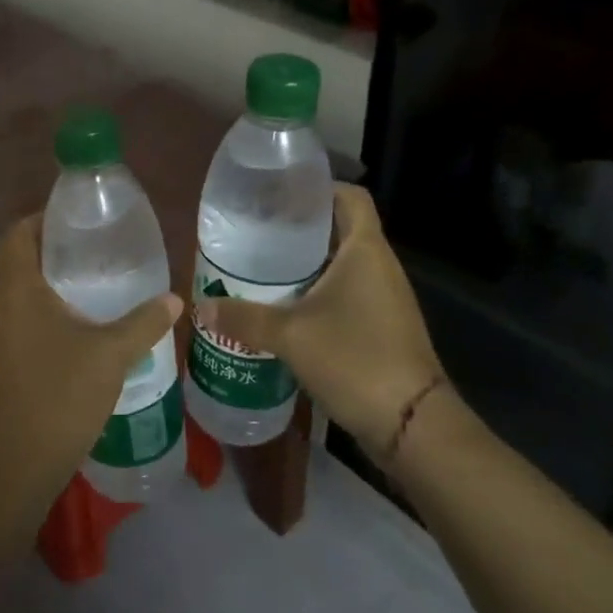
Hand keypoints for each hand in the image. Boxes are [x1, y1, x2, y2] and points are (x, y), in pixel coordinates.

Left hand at [0, 214, 180, 519]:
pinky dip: (38, 305)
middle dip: (49, 247)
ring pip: (12, 286)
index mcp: (15, 286)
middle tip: (91, 250)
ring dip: (43, 277)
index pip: (18, 232)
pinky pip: (13, 312)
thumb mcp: (110, 355)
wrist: (14, 465)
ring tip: (89, 280)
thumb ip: (143, 322)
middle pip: (14, 256)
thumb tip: (174, 299)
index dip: (45, 219)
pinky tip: (74, 322)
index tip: (82, 222)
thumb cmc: (59, 396)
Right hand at [195, 184, 446, 471]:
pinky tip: (284, 308)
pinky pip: (346, 294)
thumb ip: (244, 318)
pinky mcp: (382, 327)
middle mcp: (380, 266)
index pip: (349, 196)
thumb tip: (201, 308)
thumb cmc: (355, 359)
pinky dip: (317, 293)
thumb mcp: (290, 335)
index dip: (318, 188)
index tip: (279, 194)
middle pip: (340, 229)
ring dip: (306, 264)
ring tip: (262, 267)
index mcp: (365, 250)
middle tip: (256, 231)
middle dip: (300, 228)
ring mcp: (384, 298)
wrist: (411, 424)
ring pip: (341, 264)